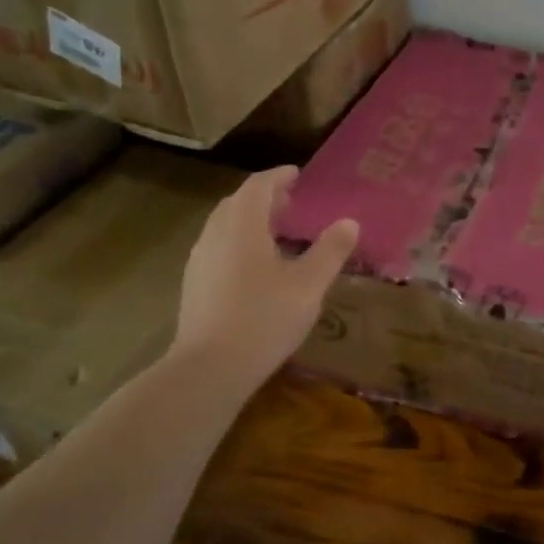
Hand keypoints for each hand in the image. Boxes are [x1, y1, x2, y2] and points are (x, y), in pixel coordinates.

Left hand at [172, 165, 358, 391]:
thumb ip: (330, 250)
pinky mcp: (194, 285)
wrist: (209, 368)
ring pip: (224, 227)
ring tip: (276, 233)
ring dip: (250, 221)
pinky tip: (256, 268)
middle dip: (264, 198)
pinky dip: (239, 243)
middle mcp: (215, 235)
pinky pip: (218, 248)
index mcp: (242, 225)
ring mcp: (199, 261)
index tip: (297, 175)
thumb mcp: (308, 284)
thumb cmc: (264, 318)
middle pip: (237, 203)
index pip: (258, 186)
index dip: (278, 177)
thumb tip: (349, 221)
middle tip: (290, 203)